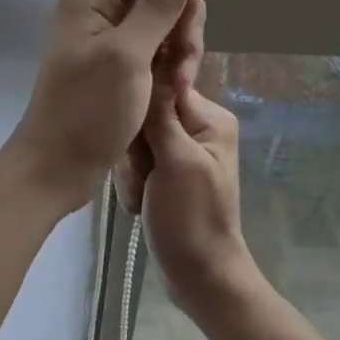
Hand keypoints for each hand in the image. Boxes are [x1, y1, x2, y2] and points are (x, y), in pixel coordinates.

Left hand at [4, 0, 237, 213]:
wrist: (55, 168)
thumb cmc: (87, 113)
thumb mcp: (127, 56)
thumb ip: (156, 6)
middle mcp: (96, 10)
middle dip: (184, 22)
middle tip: (186, 64)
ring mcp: (105, 39)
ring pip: (162, 22)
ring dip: (180, 49)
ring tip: (178, 86)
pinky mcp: (114, 64)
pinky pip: (153, 49)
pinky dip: (168, 65)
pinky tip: (172, 91)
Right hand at [123, 85, 259, 324]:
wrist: (199, 276)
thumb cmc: (192, 217)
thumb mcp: (177, 161)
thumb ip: (161, 114)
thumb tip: (152, 62)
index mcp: (209, 118)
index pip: (160, 88)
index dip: (140, 114)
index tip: (139, 144)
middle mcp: (196, 128)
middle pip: (144, 116)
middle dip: (134, 150)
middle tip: (144, 178)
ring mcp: (179, 152)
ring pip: (134, 141)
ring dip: (131, 171)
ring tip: (142, 196)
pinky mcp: (165, 173)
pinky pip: (135, 163)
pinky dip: (132, 184)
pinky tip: (140, 205)